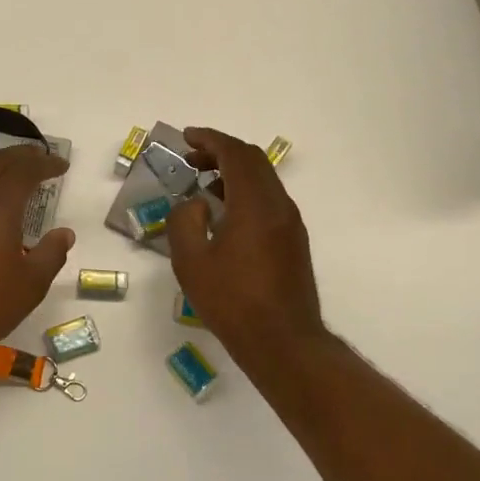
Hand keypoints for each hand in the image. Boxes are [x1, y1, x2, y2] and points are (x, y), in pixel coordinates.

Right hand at [168, 127, 323, 354]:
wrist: (284, 343)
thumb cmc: (233, 302)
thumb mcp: (191, 262)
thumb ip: (185, 221)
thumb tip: (196, 203)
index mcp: (255, 205)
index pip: (236, 154)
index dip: (210, 139)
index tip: (187, 137)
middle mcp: (279, 206)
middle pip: (253, 161)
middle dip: (221, 152)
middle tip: (191, 158)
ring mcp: (291, 224)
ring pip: (263, 180)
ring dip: (233, 172)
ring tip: (203, 184)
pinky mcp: (294, 241)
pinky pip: (268, 199)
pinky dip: (244, 191)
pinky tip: (224, 212)